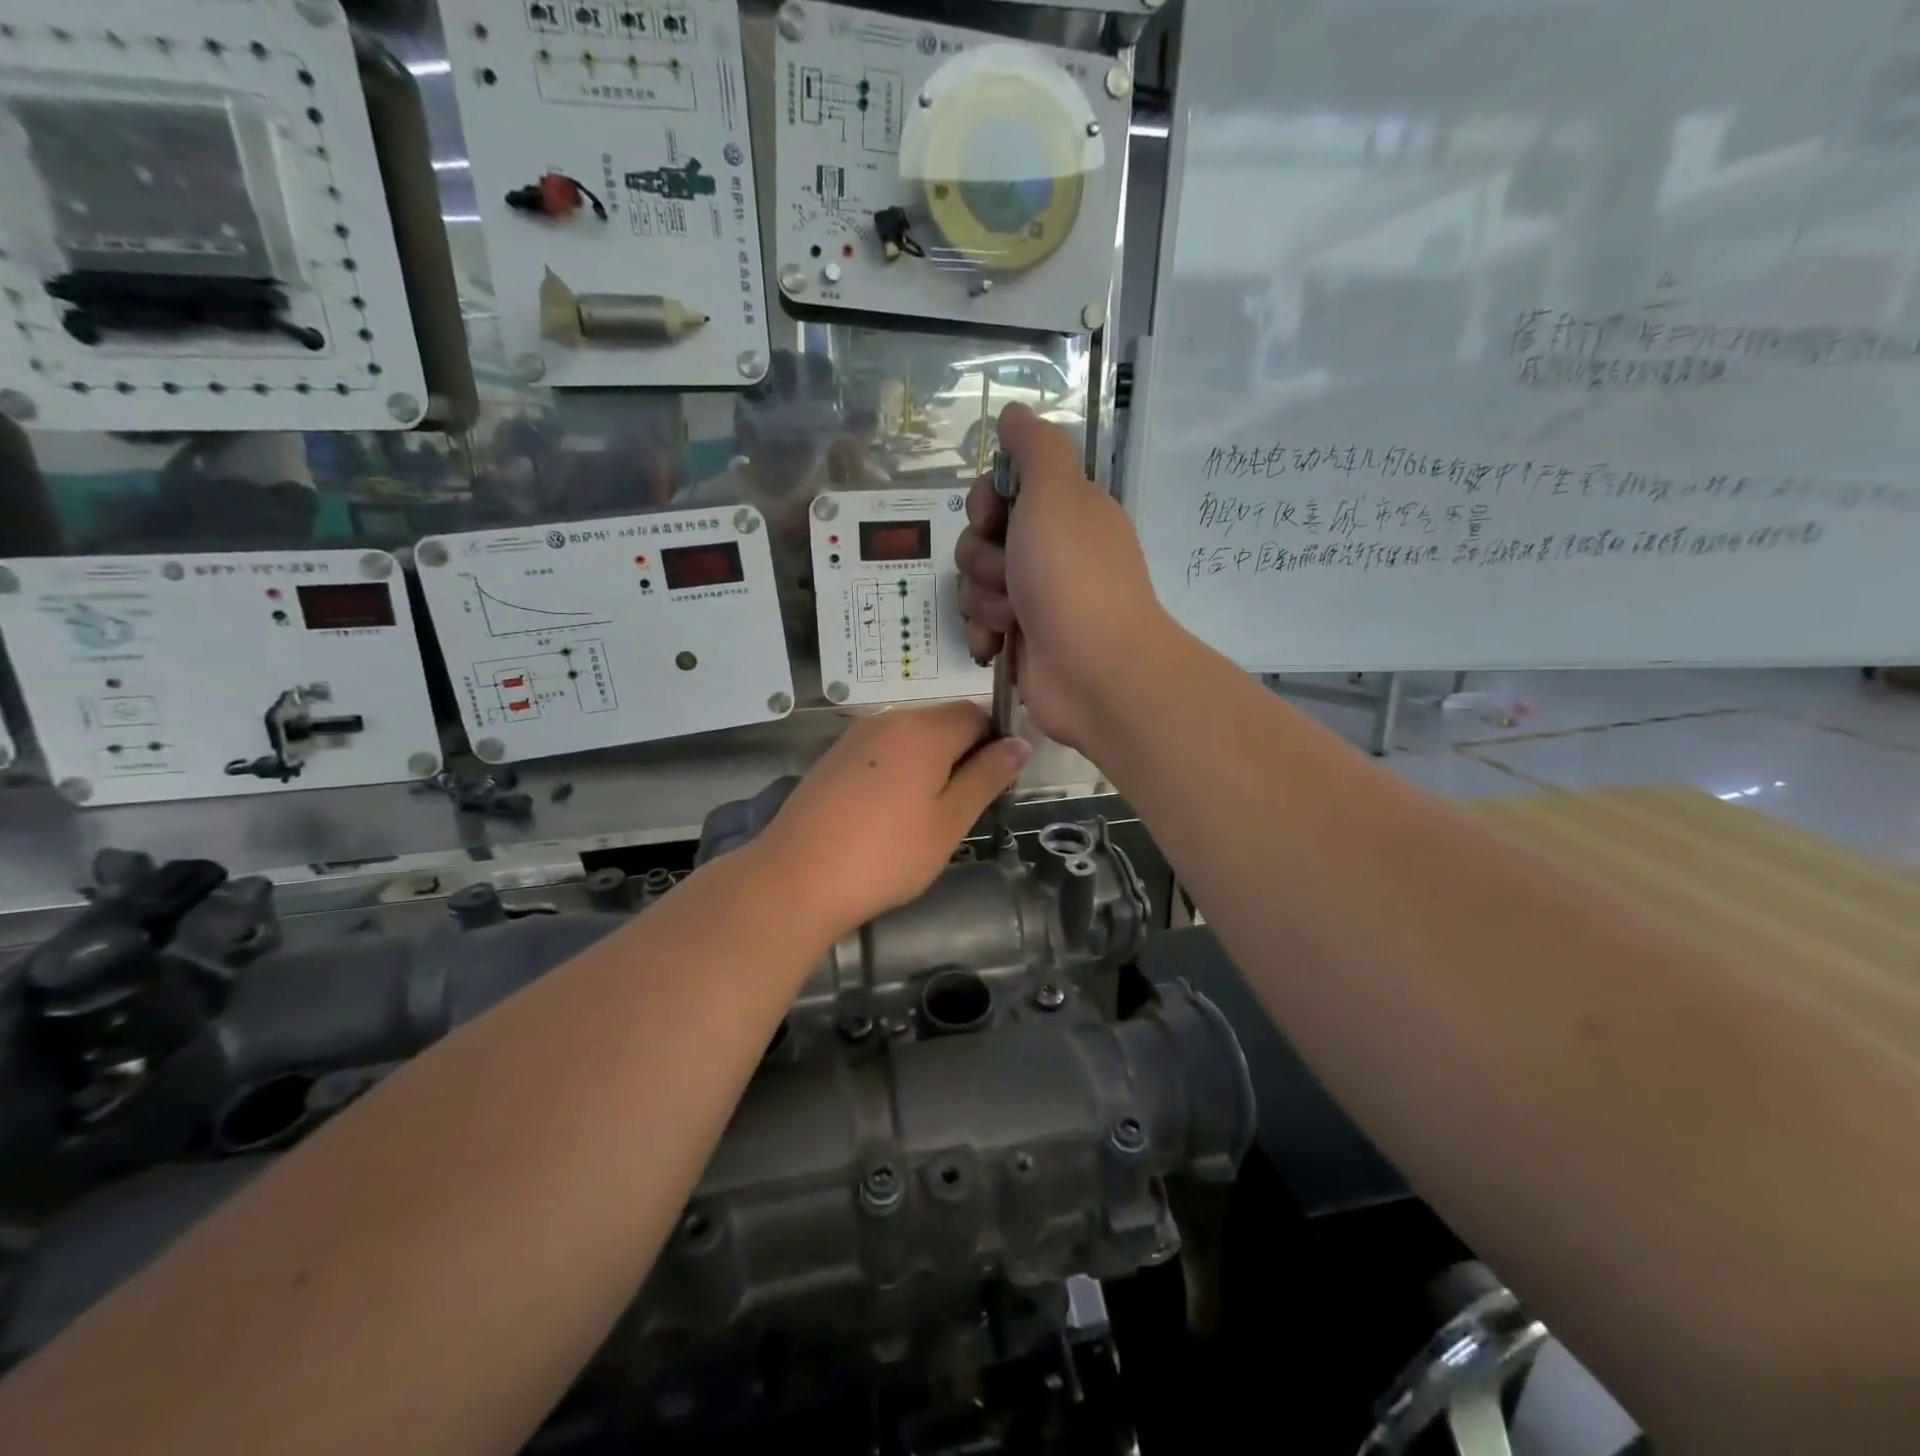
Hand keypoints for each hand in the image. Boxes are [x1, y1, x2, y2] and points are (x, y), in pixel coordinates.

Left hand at [756, 704, 1030, 938]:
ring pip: (912, 738)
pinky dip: (899, 772)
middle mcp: (889, 719)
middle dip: (963, 755)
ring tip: (925, 817)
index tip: (995, 785)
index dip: (995, 743)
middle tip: (962, 809)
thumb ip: (987, 777)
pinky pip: (883, 752)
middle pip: (943, 722)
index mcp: (924, 729)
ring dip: (931, 765)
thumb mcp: (949, 821)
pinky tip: (888, 814)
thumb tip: (1020, 744)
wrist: (795, 878)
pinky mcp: (834, 757)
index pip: (978, 713)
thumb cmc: (885, 855)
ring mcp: (856, 736)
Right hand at [955, 404, 1172, 751]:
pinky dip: (984, 632)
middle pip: (982, 537)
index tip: (993, 516)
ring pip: (976, 582)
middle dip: (982, 556)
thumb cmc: (1073, 575)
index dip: (986, 500)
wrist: (1096, 671)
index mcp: (1065, 510)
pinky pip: (981, 623)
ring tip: (1011, 616)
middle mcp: (1052, 550)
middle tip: (1009, 573)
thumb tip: (1015, 414)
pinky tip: (997, 644)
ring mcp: (1038, 598)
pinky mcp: (1024, 639)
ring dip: (983, 597)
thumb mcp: (1057, 491)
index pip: (1003, 488)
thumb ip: (1035, 446)